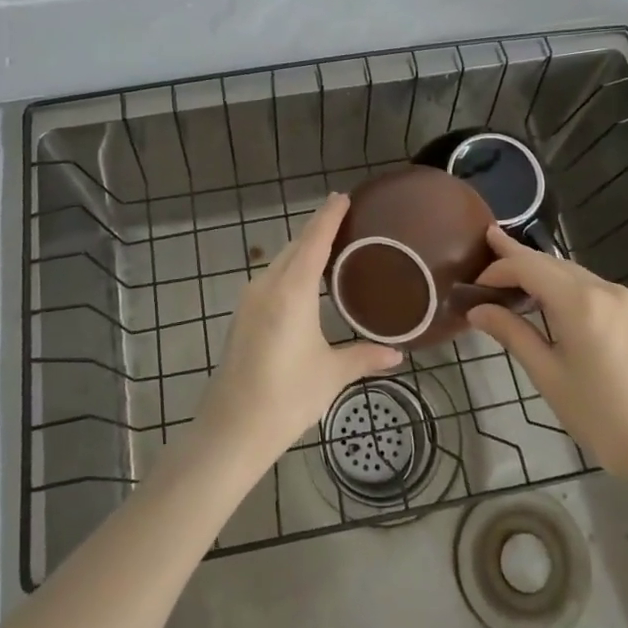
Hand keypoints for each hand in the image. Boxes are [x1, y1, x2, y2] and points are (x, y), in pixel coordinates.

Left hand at [197, 194, 401, 467]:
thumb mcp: (331, 374)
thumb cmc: (286, 397)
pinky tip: (303, 281)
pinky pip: (270, 278)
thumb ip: (364, 356)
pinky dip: (290, 268)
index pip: (314, 240)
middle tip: (344, 218)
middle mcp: (267, 285)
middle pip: (295, 246)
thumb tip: (396, 353)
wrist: (230, 430)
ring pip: (280, 261)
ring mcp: (250, 300)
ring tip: (329, 245)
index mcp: (291, 290)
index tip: (342, 196)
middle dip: (317, 229)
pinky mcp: (242, 316)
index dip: (328, 216)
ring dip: (302, 249)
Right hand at [466, 226, 627, 482]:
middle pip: (552, 262)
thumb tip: (477, 310)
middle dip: (519, 257)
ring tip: (513, 273)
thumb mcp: (547, 375)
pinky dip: (566, 286)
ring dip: (542, 272)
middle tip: (489, 244)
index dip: (498, 268)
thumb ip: (512, 334)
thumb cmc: (599, 416)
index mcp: (580, 302)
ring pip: (573, 272)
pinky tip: (552, 299)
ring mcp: (627, 297)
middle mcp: (606, 288)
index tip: (475, 284)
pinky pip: (593, 286)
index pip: (529, 266)